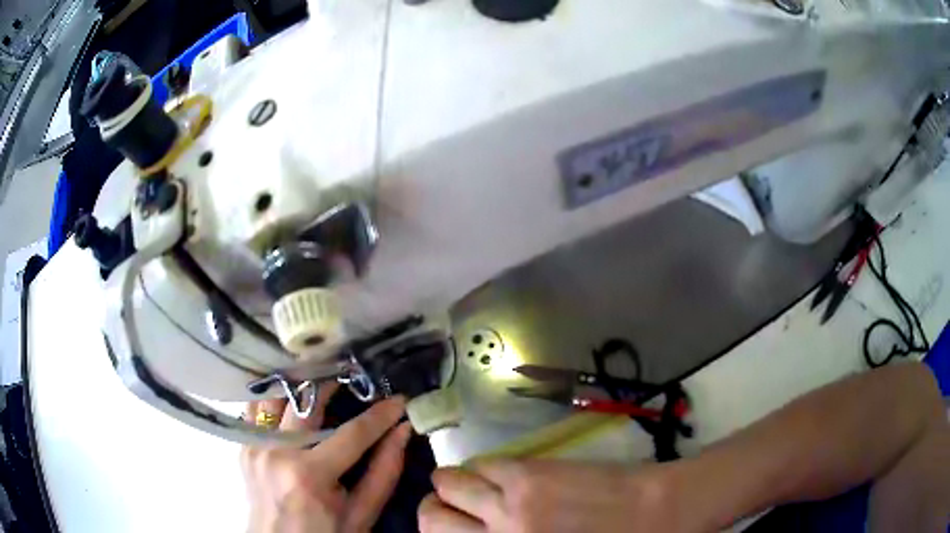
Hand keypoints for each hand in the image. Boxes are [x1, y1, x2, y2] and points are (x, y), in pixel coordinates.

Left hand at [241, 386, 412, 532]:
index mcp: (309, 475)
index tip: (400, 400)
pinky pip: (258, 409)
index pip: (352, 433)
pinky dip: (277, 398)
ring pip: (277, 396)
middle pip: (307, 401)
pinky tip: (292, 396)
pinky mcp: (244, 445)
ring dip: (301, 385)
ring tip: (323, 380)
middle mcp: (276, 452)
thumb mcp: (361, 515)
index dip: (380, 415)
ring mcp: (255, 446)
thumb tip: (402, 431)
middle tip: (356, 379)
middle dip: (335, 385)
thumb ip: (383, 473)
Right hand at [419, 459, 698, 532]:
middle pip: (430, 517)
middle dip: (433, 510)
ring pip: (448, 481)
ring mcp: (510, 503)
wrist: (658, 514)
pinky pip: (483, 463)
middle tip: (450, 509)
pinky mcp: (530, 473)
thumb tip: (483, 532)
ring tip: (473, 486)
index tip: (450, 531)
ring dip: (453, 484)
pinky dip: (482, 468)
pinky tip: (501, 475)